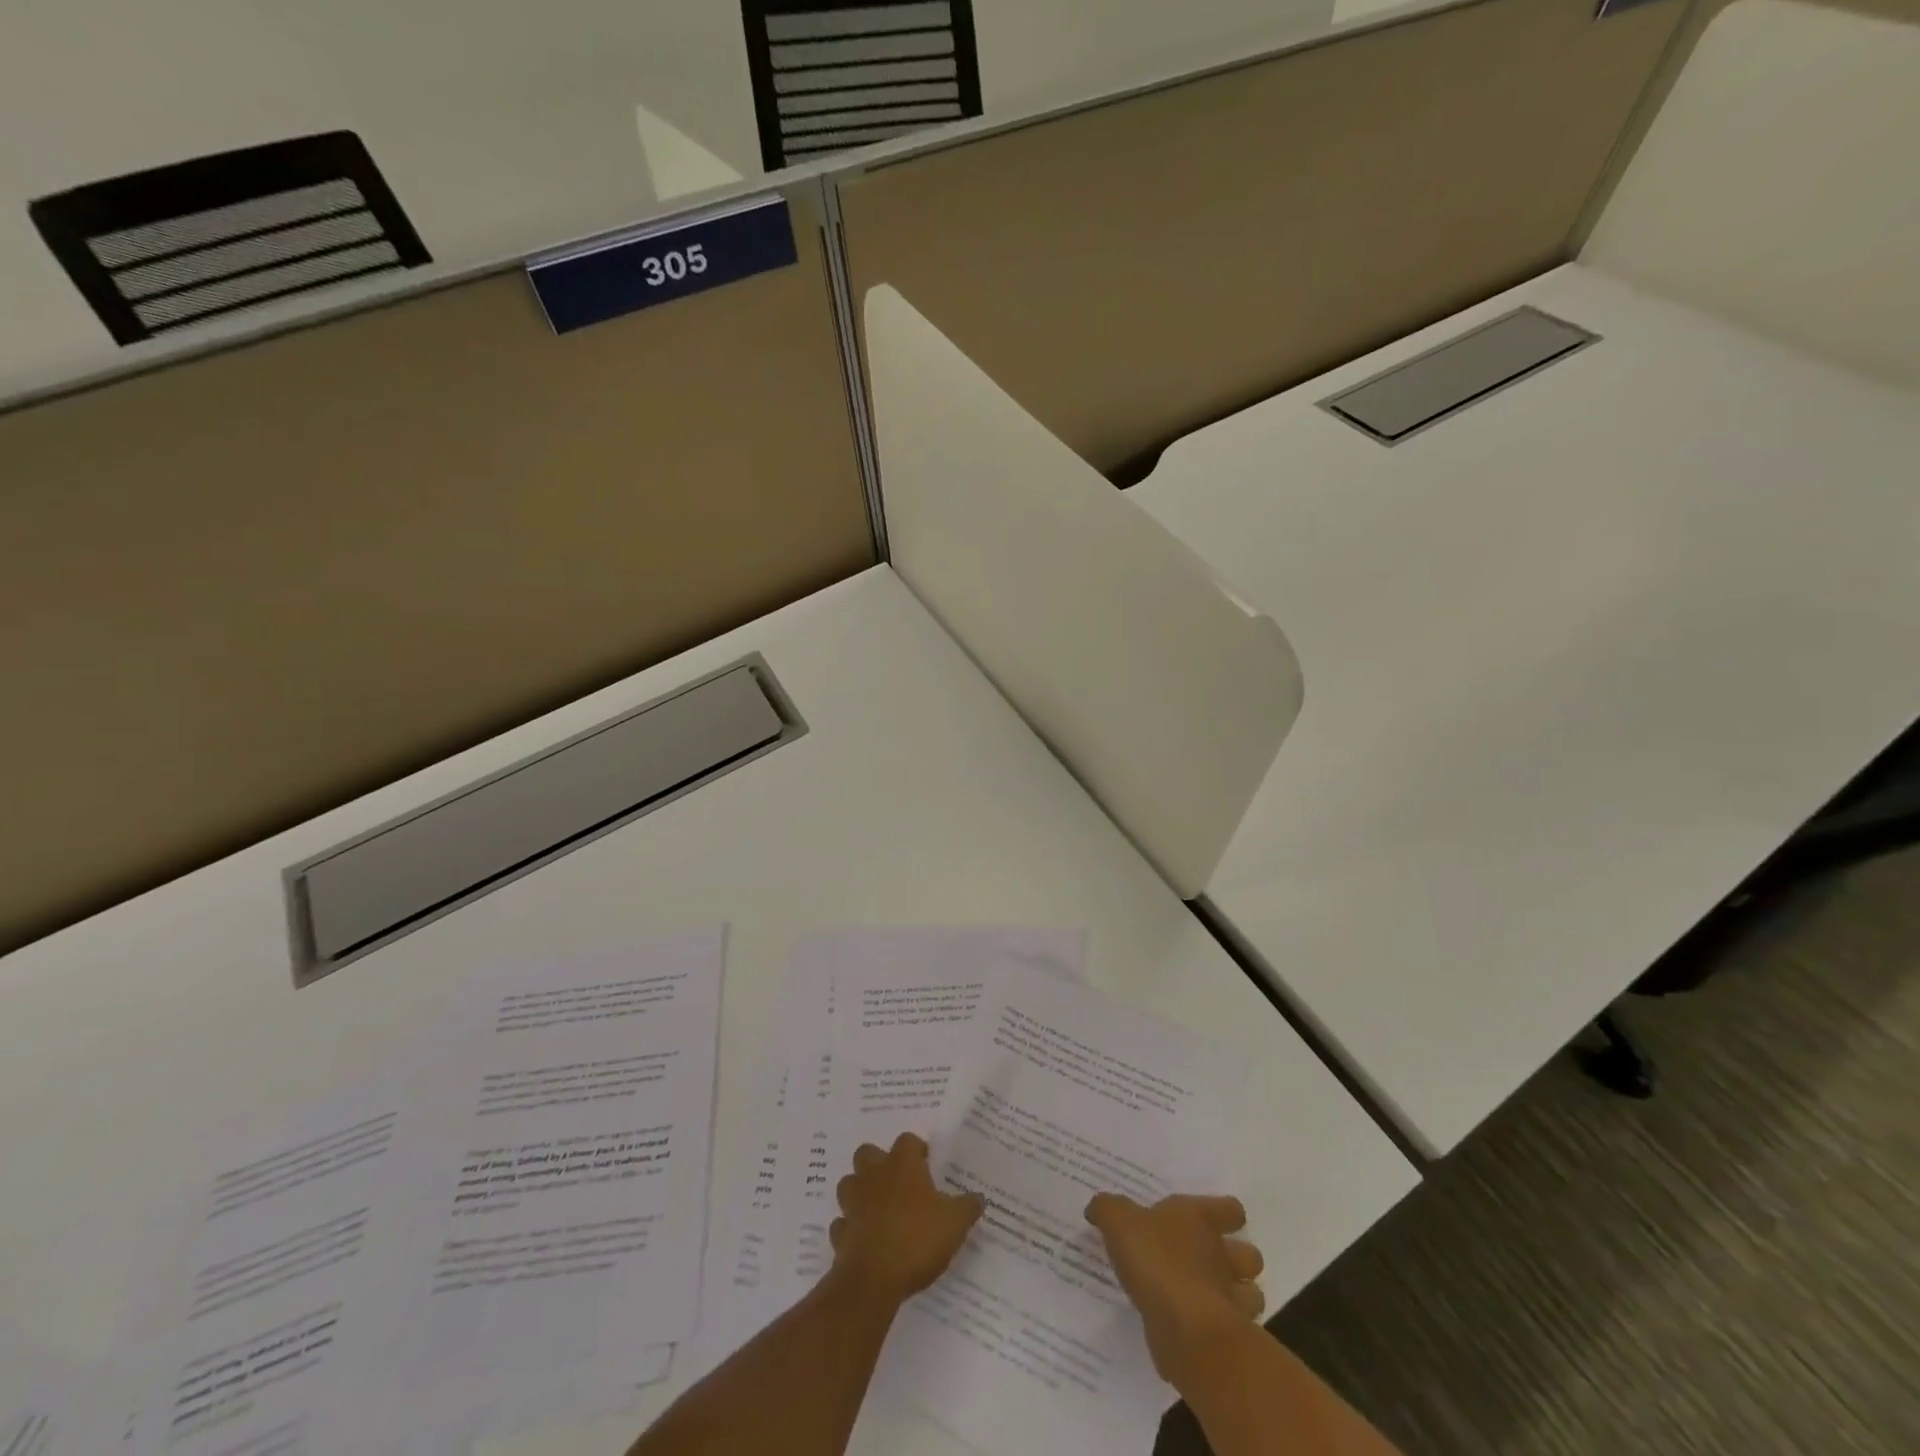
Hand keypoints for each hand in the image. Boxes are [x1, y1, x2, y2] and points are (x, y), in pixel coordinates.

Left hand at [828, 1133, 984, 1306]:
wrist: (873, 1281)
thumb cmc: (917, 1240)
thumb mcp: (955, 1223)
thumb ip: (968, 1206)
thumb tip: (978, 1197)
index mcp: (902, 1166)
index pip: (907, 1141)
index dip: (916, 1150)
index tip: (927, 1164)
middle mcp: (874, 1176)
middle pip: (868, 1153)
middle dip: (879, 1163)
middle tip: (898, 1182)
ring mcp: (853, 1204)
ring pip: (850, 1184)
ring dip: (860, 1192)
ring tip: (879, 1208)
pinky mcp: (840, 1233)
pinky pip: (843, 1223)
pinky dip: (851, 1227)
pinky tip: (865, 1239)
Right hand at [1085, 1193, 1265, 1385]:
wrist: (1186, 1329)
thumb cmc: (1157, 1261)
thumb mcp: (1119, 1222)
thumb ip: (1108, 1209)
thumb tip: (1097, 1207)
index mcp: (1200, 1220)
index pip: (1230, 1209)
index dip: (1224, 1213)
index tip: (1208, 1219)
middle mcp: (1222, 1255)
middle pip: (1249, 1254)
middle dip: (1236, 1260)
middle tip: (1207, 1262)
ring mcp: (1231, 1298)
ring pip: (1251, 1294)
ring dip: (1235, 1296)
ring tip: (1206, 1297)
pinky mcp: (1228, 1338)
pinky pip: (1232, 1331)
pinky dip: (1217, 1329)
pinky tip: (1195, 1328)